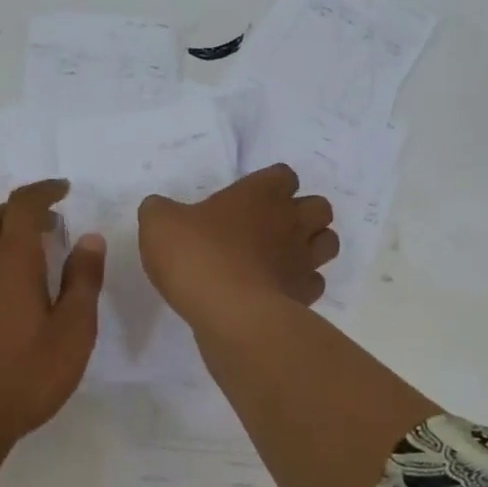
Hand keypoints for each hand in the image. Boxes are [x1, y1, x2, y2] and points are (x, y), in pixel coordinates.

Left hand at [0, 180, 106, 452]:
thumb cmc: (24, 377)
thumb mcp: (72, 333)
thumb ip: (83, 280)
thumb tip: (89, 238)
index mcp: (10, 259)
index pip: (24, 204)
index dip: (45, 191)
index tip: (64, 190)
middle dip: (25, 211)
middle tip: (52, 225)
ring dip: (3, 235)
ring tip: (29, 256)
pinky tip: (1, 290)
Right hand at [138, 164, 337, 327]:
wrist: (228, 311)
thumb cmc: (196, 255)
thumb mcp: (159, 224)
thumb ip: (160, 211)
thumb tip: (161, 209)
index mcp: (261, 194)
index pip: (283, 175)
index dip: (270, 185)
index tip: (248, 200)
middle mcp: (291, 221)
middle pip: (319, 207)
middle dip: (303, 214)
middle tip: (271, 229)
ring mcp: (303, 259)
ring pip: (328, 243)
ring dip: (312, 246)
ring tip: (282, 257)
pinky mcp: (304, 295)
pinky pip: (315, 283)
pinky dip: (301, 285)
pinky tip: (278, 290)